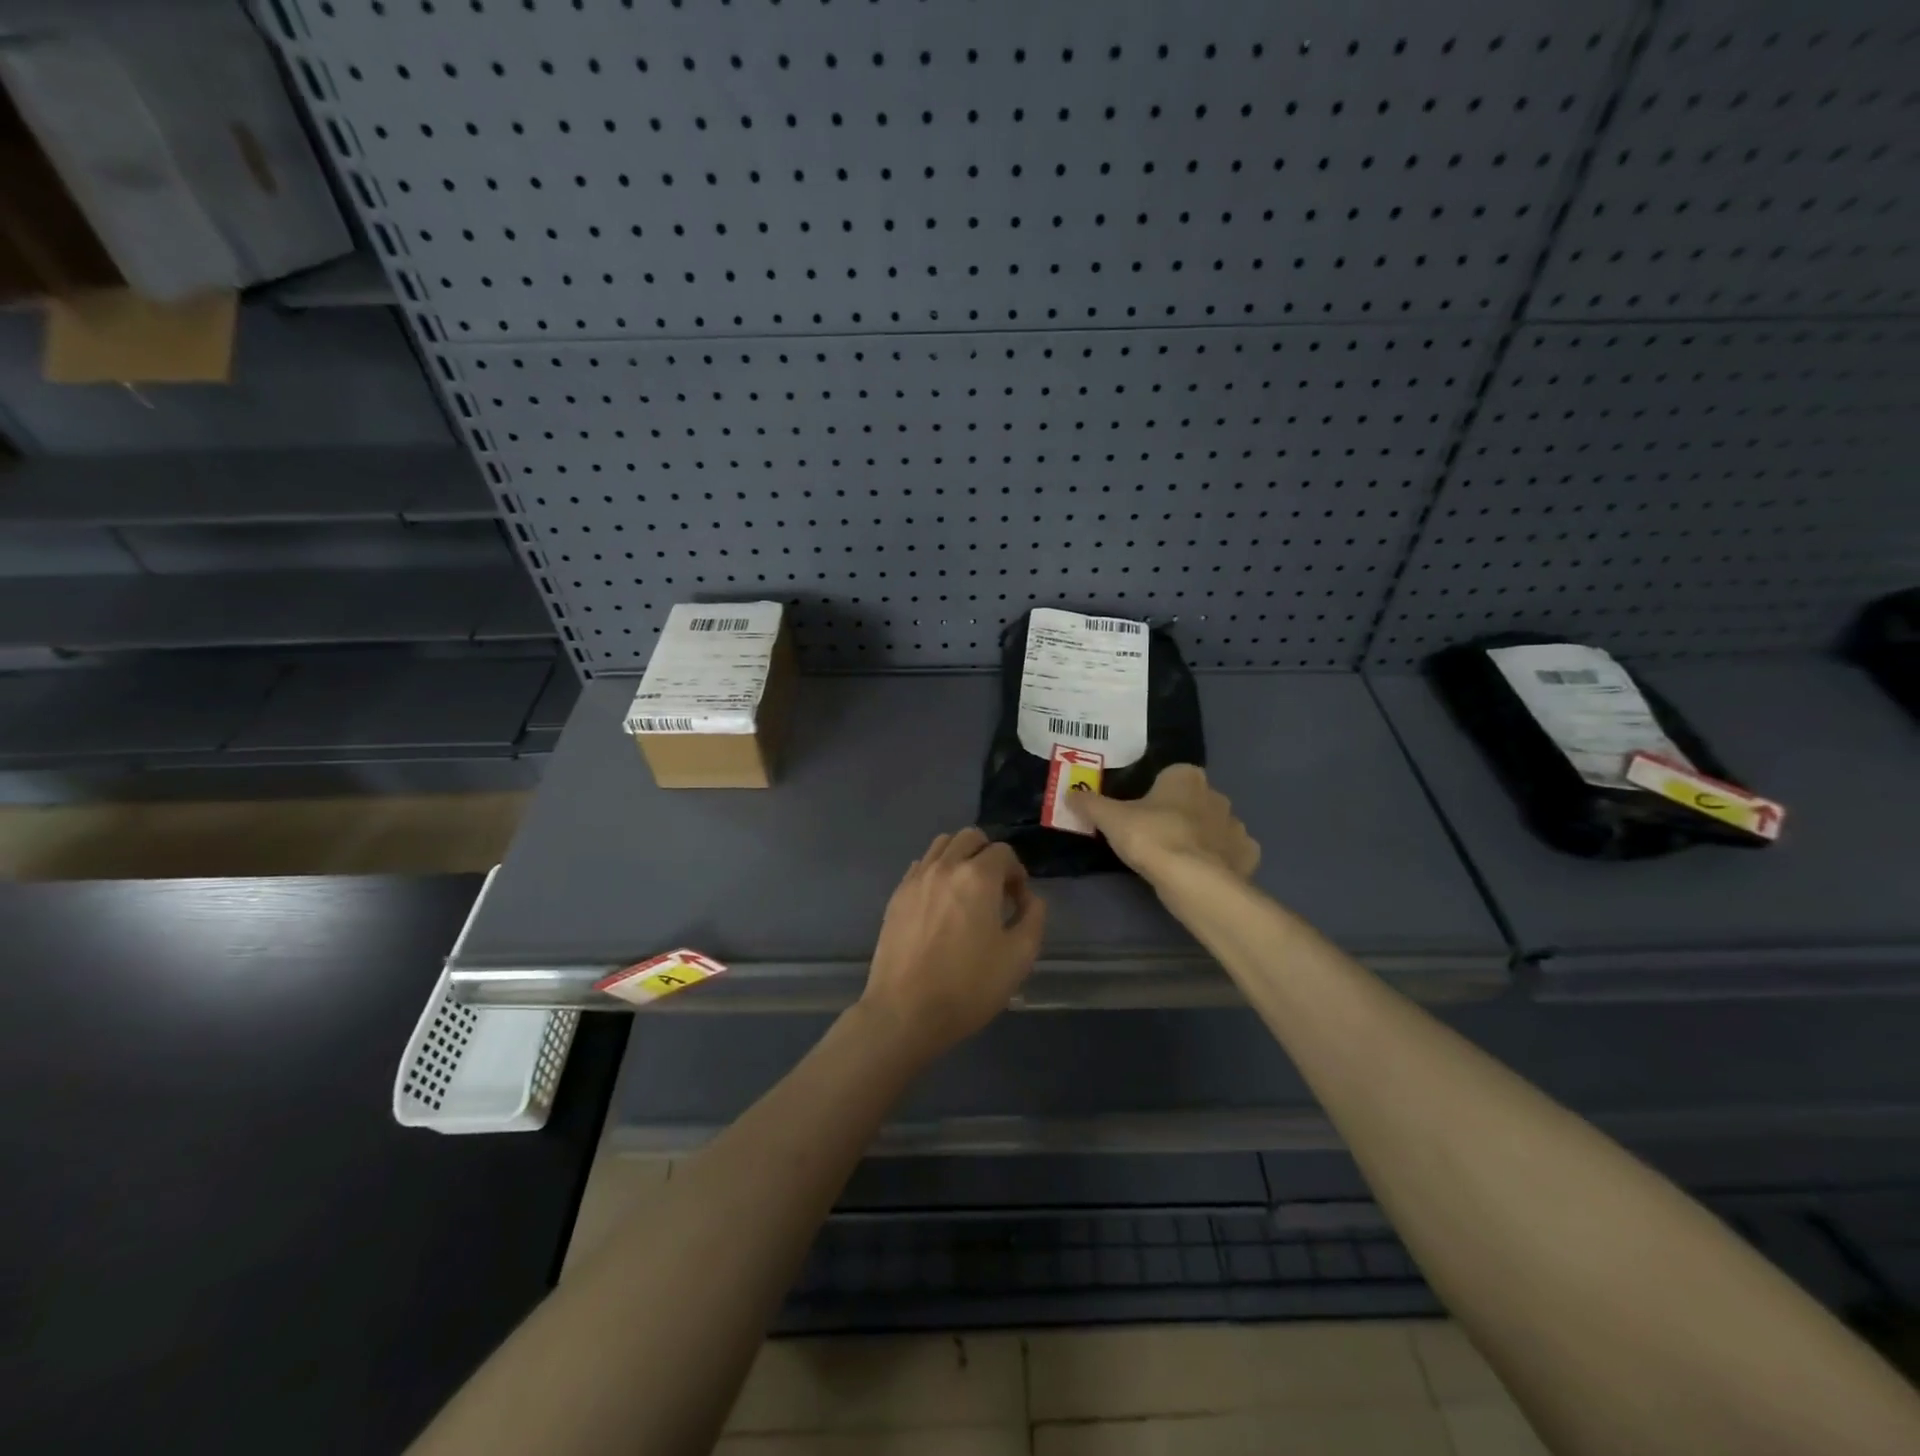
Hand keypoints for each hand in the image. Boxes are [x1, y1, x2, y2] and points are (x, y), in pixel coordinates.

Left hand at [860, 827, 1047, 1056]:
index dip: (1017, 873)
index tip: (1017, 902)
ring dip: (960, 857)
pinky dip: (936, 871)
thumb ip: (1034, 918)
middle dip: (988, 855)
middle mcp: (945, 866)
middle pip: (970, 837)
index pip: (1004, 852)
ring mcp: (916, 879)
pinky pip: (921, 865)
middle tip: (995, 890)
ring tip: (967, 892)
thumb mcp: (1019, 957)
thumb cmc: (968, 986)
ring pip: (942, 845)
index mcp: (978, 876)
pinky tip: (940, 903)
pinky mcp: (896, 895)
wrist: (905, 1012)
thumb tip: (1029, 899)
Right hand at [1074, 764, 1260, 885]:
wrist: (1194, 881)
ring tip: (1175, 859)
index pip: (1171, 775)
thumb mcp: (1110, 819)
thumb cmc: (1151, 838)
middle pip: (1193, 801)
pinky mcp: (1247, 856)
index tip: (1140, 811)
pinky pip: (1229, 853)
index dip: (1156, 792)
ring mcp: (1236, 826)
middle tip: (1153, 836)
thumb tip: (1069, 793)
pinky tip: (1200, 873)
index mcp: (1186, 777)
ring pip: (1214, 827)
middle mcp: (1216, 795)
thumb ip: (1090, 804)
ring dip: (1200, 838)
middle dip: (1179, 814)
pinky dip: (1218, 860)